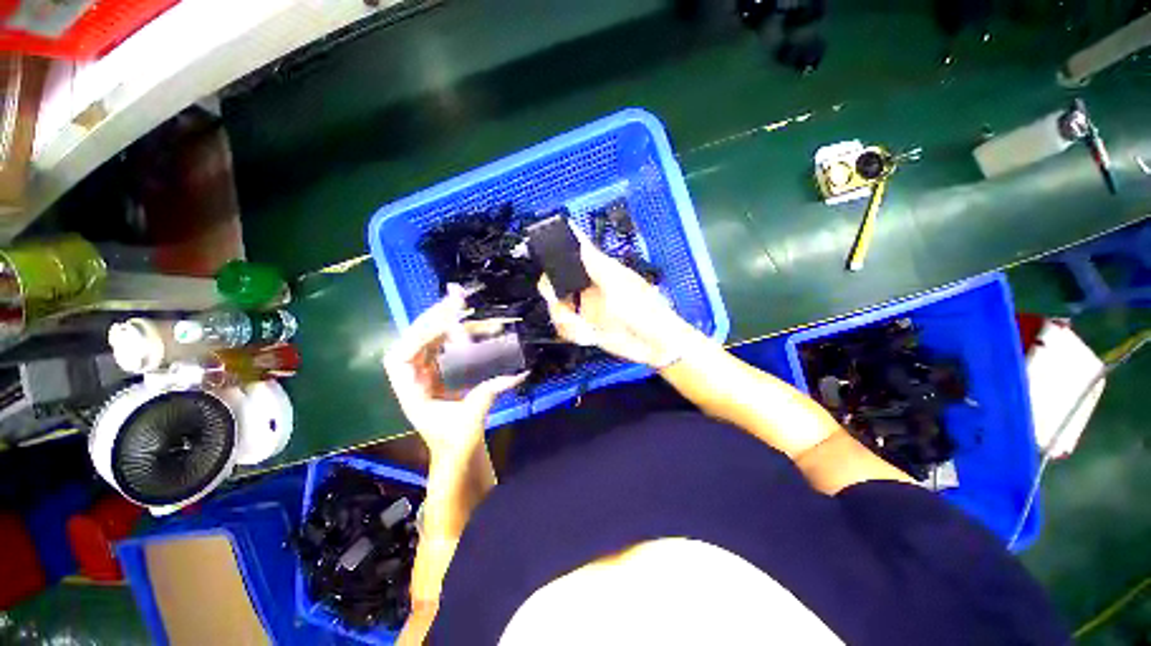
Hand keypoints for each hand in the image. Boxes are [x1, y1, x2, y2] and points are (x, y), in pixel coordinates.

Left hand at [383, 286, 525, 456]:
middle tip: (456, 300)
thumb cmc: (457, 444)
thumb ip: (490, 393)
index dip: (417, 337)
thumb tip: (518, 374)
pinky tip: (476, 326)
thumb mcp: (472, 419)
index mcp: (412, 393)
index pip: (400, 358)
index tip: (442, 324)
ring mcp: (431, 374)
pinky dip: (460, 335)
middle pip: (417, 342)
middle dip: (434, 319)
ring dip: (449, 323)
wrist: (458, 455)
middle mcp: (417, 379)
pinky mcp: (446, 373)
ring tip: (467, 306)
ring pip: (434, 342)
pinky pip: (448, 348)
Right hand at [539, 236, 699, 368]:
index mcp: (599, 269)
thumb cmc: (646, 311)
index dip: (554, 249)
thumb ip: (596, 267)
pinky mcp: (585, 325)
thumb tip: (580, 241)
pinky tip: (586, 335)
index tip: (543, 258)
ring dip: (564, 319)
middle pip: (555, 281)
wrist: (655, 346)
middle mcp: (588, 286)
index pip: (572, 251)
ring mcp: (585, 307)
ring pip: (557, 306)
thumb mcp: (619, 287)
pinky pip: (565, 326)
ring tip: (583, 329)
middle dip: (553, 295)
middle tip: (560, 304)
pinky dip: (571, 332)